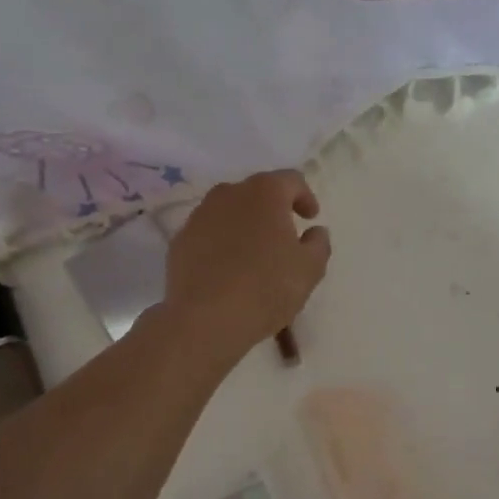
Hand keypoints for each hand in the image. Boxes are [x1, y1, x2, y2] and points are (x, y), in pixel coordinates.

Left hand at [163, 171, 330, 360]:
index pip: (291, 180)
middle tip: (284, 234)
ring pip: (229, 211)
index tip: (310, 218)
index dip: (305, 197)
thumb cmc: (267, 287)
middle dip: (273, 209)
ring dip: (245, 224)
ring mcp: (199, 216)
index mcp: (265, 193)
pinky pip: (208, 233)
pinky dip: (221, 243)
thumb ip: (319, 243)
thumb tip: (315, 232)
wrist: (206, 318)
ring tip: (255, 252)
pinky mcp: (180, 241)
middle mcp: (229, 194)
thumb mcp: (310, 268)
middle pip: (257, 192)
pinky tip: (228, 269)